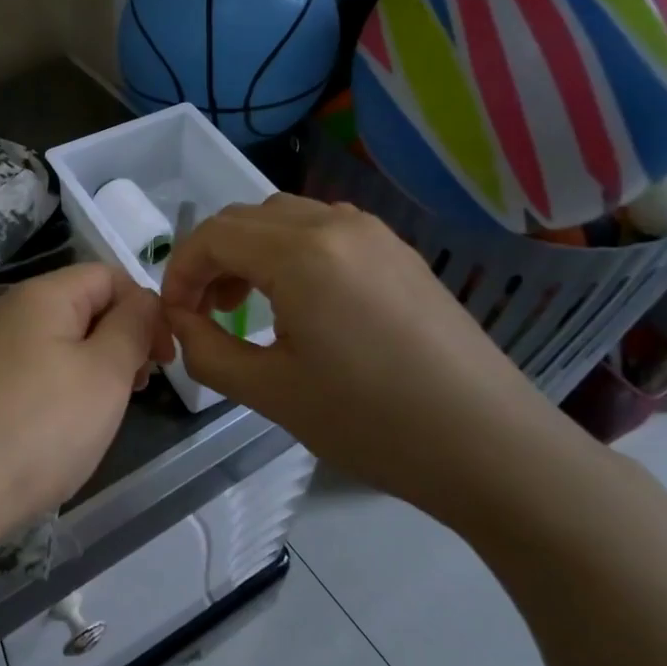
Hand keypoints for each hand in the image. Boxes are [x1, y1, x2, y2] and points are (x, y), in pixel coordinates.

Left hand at [0, 264, 169, 555]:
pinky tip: (57, 432)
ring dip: (90, 370)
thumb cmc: (37, 427)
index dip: (145, 308)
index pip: (108, 275)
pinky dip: (55, 392)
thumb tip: (142, 301)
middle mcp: (6, 312)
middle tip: (137, 390)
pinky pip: (27, 374)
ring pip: (54, 344)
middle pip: (80, 308)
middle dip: (119, 341)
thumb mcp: (104, 374)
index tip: (163, 360)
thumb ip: (132, 328)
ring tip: (101, 415)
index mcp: (41, 295)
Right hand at [160, 195, 559, 511]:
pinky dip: (289, 252)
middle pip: (244, 218)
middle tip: (204, 314)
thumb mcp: (269, 392)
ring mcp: (374, 233)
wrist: (492, 448)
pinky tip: (299, 302)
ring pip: (283, 218)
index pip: (212, 236)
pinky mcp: (399, 253)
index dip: (179, 272)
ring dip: (249, 252)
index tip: (174, 317)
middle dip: (210, 260)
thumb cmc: (372, 422)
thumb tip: (180, 322)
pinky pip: (323, 230)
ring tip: (246, 306)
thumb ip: (206, 350)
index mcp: (301, 253)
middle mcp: (336, 224)